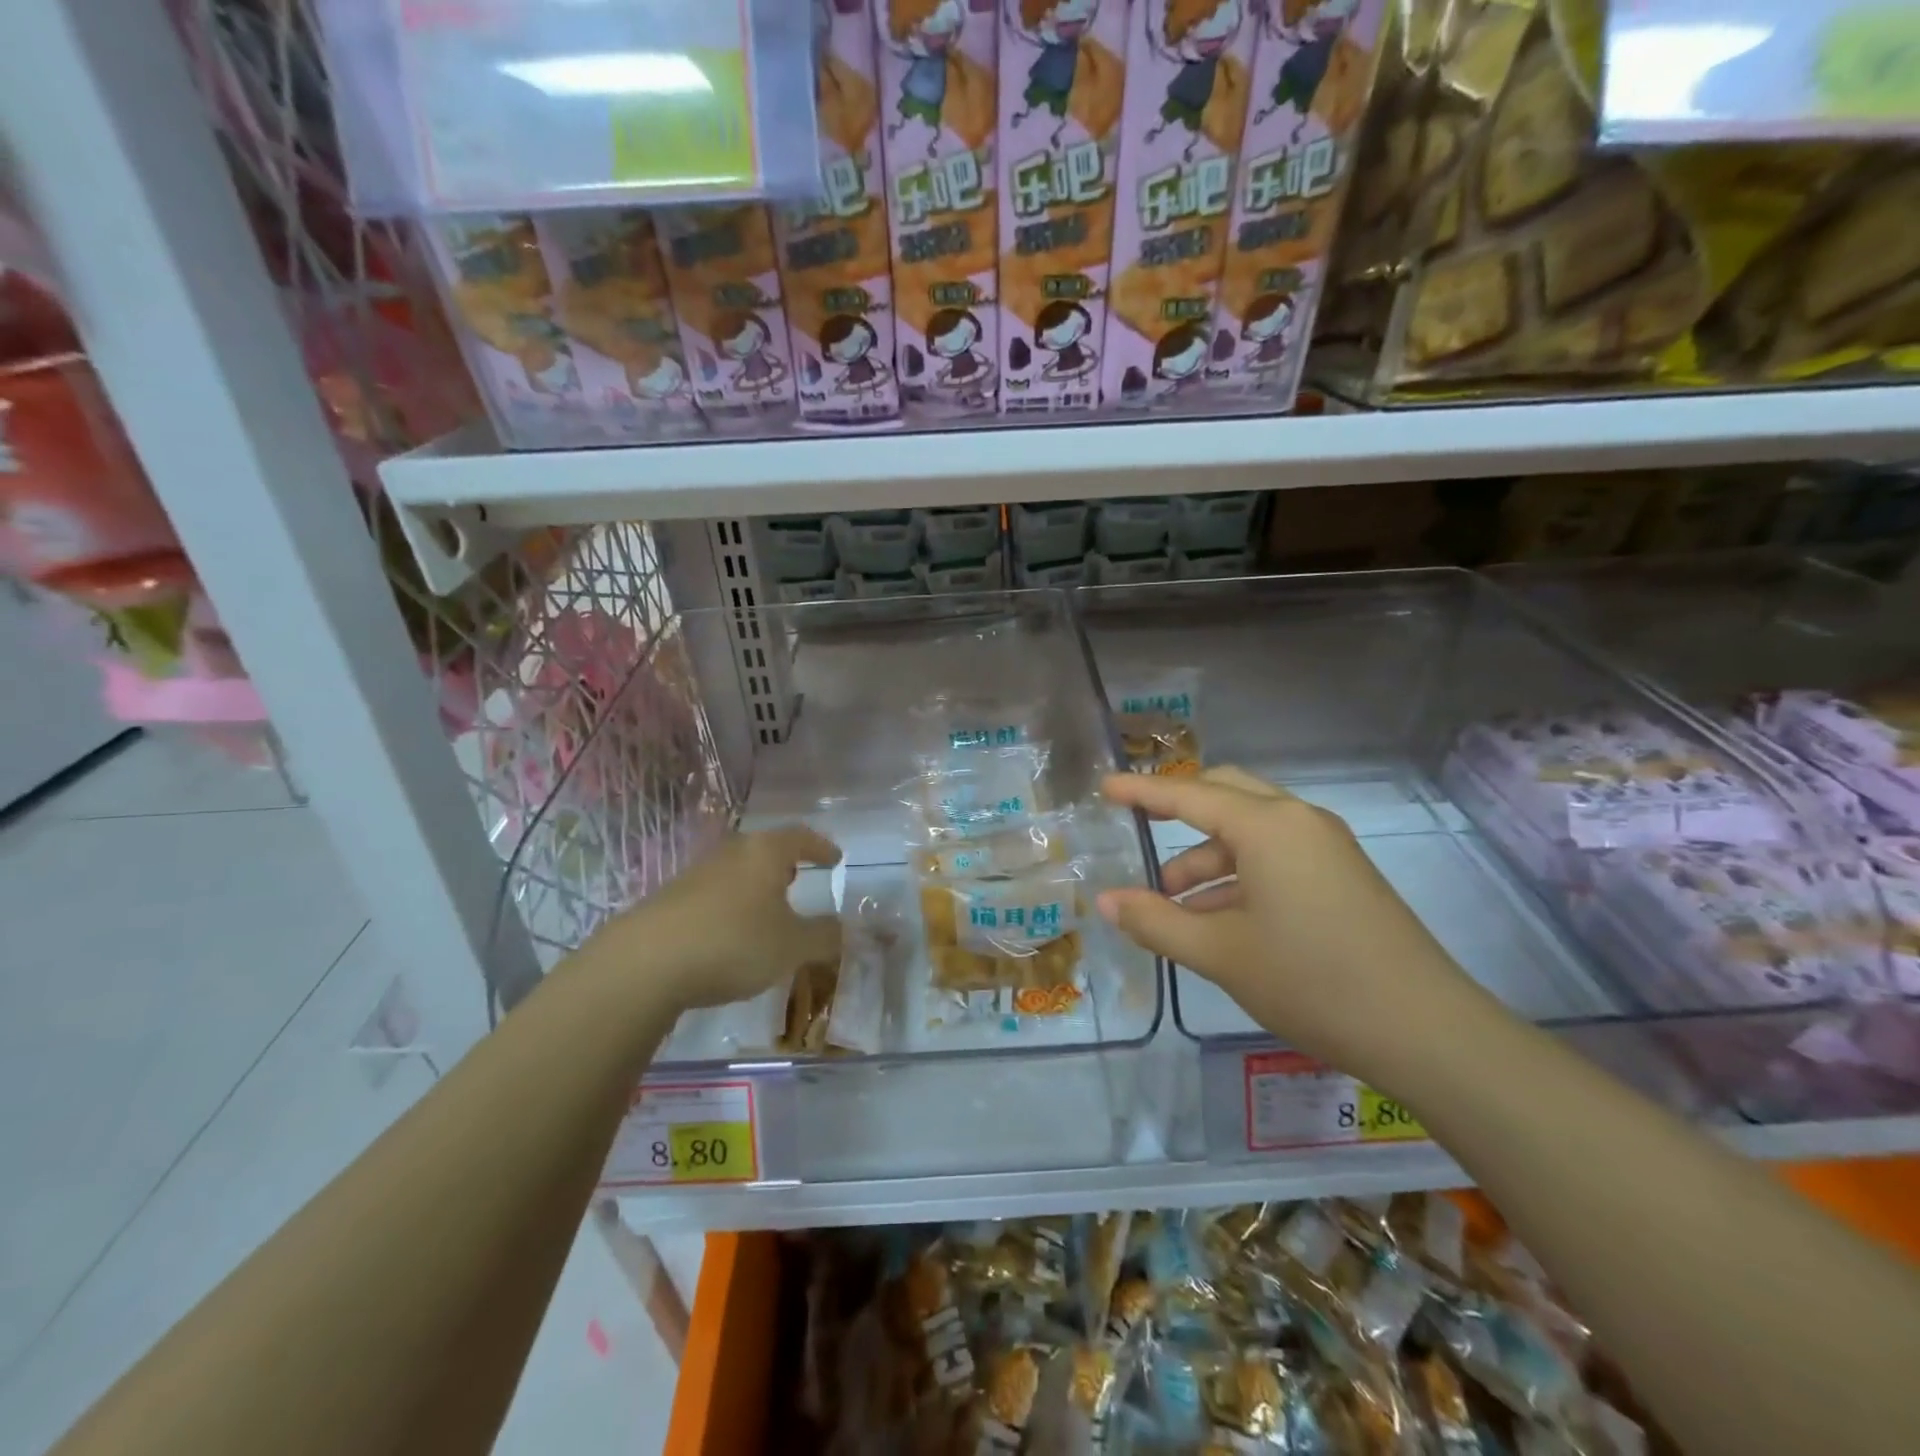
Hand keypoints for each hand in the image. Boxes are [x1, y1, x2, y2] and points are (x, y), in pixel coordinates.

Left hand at [582, 826, 842, 1012]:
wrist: (646, 962)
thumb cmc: (734, 942)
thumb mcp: (792, 946)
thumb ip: (823, 936)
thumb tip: (841, 928)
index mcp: (765, 853)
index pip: (801, 837)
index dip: (821, 847)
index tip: (835, 859)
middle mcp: (731, 853)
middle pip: (764, 849)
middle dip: (785, 863)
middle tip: (799, 878)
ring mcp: (696, 873)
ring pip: (737, 870)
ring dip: (756, 885)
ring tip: (767, 908)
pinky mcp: (670, 898)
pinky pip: (714, 893)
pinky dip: (731, 905)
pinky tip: (731, 933)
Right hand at [1098, 767, 1488, 1086]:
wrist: (1427, 1032)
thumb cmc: (1311, 981)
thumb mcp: (1219, 953)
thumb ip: (1155, 921)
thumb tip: (1106, 901)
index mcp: (1267, 826)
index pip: (1188, 794)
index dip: (1142, 791)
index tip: (1105, 787)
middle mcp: (1298, 821)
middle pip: (1225, 795)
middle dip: (1177, 812)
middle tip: (1138, 832)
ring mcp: (1326, 847)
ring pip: (1250, 831)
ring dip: (1206, 856)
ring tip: (1171, 904)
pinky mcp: (1342, 876)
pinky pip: (1275, 856)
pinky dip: (1238, 874)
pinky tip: (1216, 918)